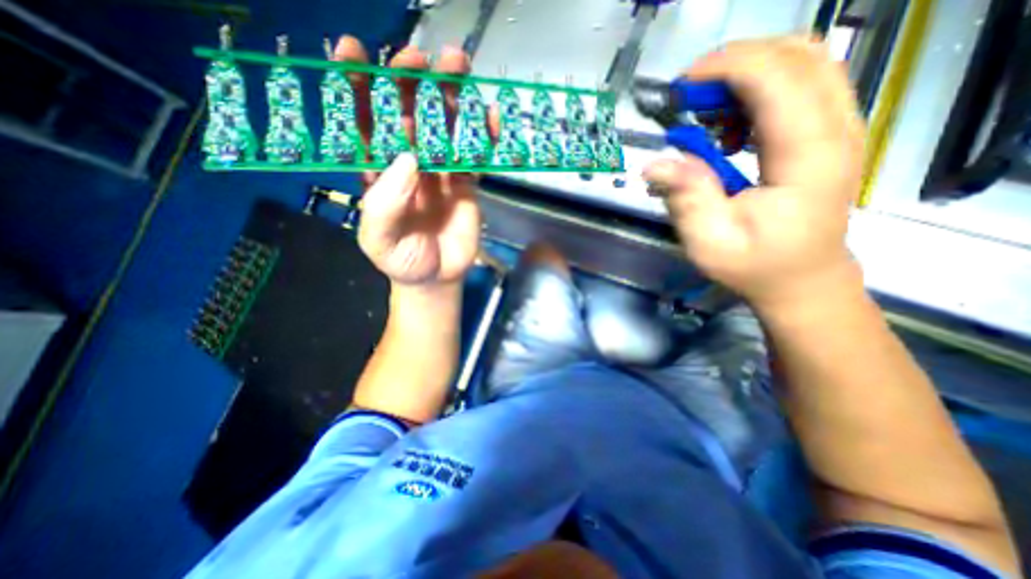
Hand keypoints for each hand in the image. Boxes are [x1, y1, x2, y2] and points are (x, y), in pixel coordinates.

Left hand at [334, 36, 484, 287]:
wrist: (436, 277)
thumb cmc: (402, 260)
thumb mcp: (379, 240)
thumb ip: (385, 204)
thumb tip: (408, 158)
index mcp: (378, 173)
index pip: (363, 124)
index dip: (357, 88)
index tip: (352, 51)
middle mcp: (408, 165)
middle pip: (408, 115)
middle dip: (410, 83)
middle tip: (418, 59)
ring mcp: (440, 173)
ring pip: (444, 128)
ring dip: (450, 97)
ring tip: (457, 66)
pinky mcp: (466, 184)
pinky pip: (474, 155)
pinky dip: (483, 135)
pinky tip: (490, 117)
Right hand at [647, 39, 862, 310]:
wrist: (801, 278)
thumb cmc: (755, 265)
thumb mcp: (709, 242)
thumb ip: (686, 198)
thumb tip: (656, 165)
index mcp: (807, 157)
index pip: (778, 79)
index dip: (726, 67)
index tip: (681, 87)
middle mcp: (836, 130)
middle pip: (797, 56)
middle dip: (733, 65)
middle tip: (689, 100)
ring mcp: (840, 128)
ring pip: (802, 63)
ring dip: (745, 78)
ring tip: (706, 118)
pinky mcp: (828, 134)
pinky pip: (800, 86)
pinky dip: (757, 93)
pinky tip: (730, 130)